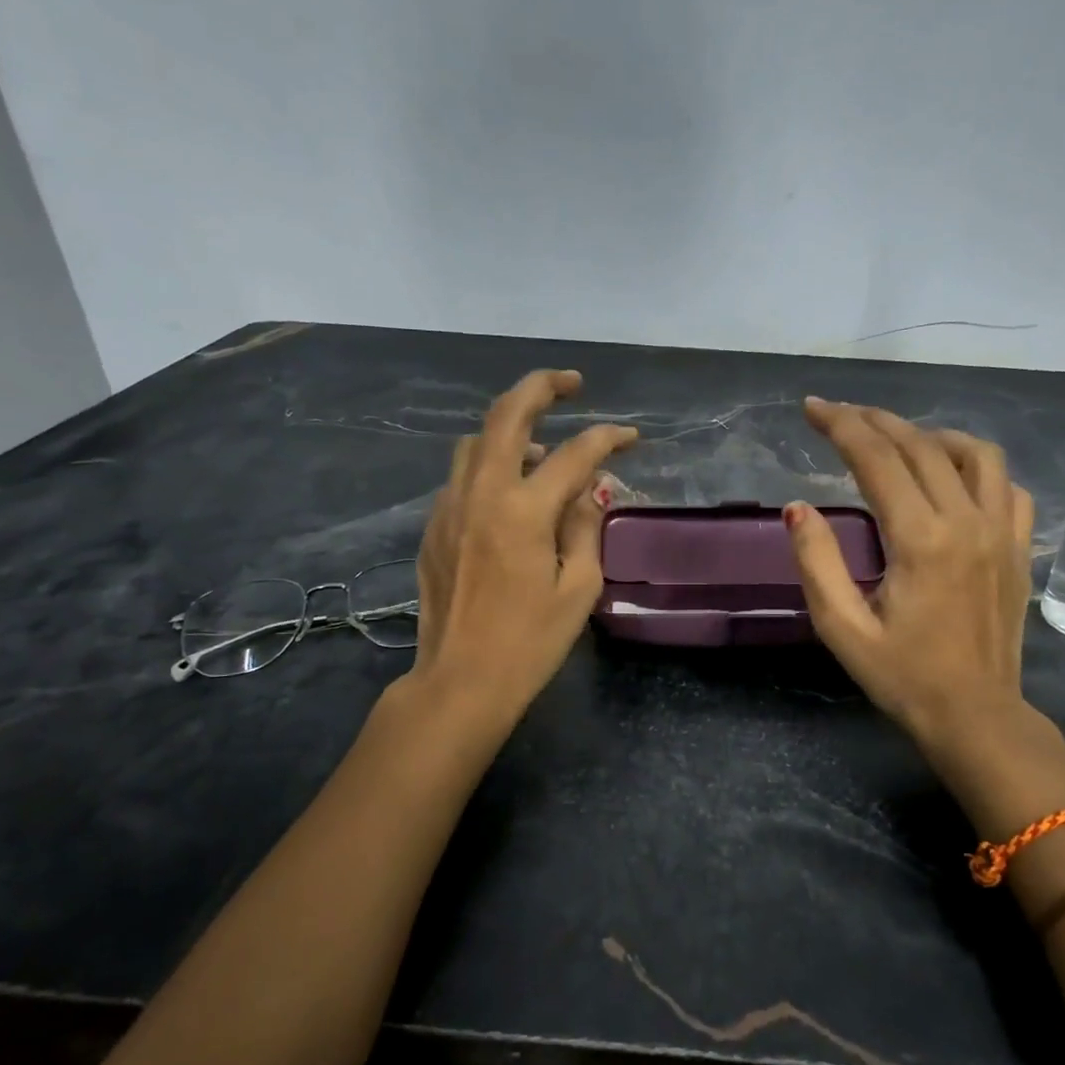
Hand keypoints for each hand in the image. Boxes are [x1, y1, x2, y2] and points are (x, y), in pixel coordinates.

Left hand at [410, 369, 635, 713]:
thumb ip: (586, 526)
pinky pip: (463, 474)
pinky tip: (511, 492)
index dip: (608, 439)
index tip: (631, 437)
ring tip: (542, 447)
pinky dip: (490, 463)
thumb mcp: (578, 588)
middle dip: (541, 388)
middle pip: (506, 415)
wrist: (459, 681)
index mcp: (523, 511)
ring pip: (476, 441)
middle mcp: (480, 494)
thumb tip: (591, 488)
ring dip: (511, 428)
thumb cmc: (529, 642)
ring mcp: (449, 507)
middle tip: (571, 383)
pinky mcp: (434, 526)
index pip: (573, 454)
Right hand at [784, 399, 1064, 813]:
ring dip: (931, 435)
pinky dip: (977, 467)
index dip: (841, 425)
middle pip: (920, 445)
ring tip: (898, 441)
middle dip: (875, 420)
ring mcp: (1002, 532)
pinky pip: (1007, 485)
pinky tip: (954, 478)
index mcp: (920, 540)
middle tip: (840, 414)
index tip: (812, 408)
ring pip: (974, 453)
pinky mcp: (1020, 548)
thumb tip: (798, 507)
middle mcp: (967, 522)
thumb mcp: (843, 628)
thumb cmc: (903, 678)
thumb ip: (817, 562)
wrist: (976, 717)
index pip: (876, 459)